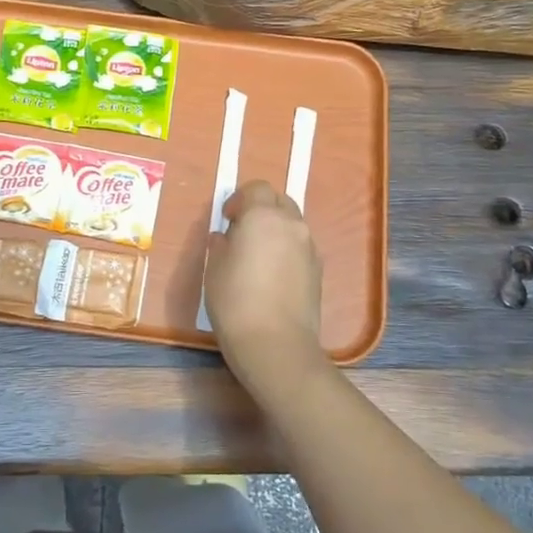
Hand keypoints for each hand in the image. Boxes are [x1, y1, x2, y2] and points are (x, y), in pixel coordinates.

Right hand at [204, 180, 327, 403]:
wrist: (276, 344)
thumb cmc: (235, 301)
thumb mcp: (214, 269)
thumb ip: (220, 244)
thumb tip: (225, 237)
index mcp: (263, 216)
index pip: (257, 188)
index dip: (240, 199)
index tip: (227, 219)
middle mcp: (291, 224)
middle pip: (279, 201)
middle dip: (261, 209)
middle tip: (242, 232)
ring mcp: (309, 247)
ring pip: (293, 224)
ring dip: (276, 229)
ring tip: (258, 256)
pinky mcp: (318, 270)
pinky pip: (301, 247)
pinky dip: (287, 250)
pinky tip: (273, 275)